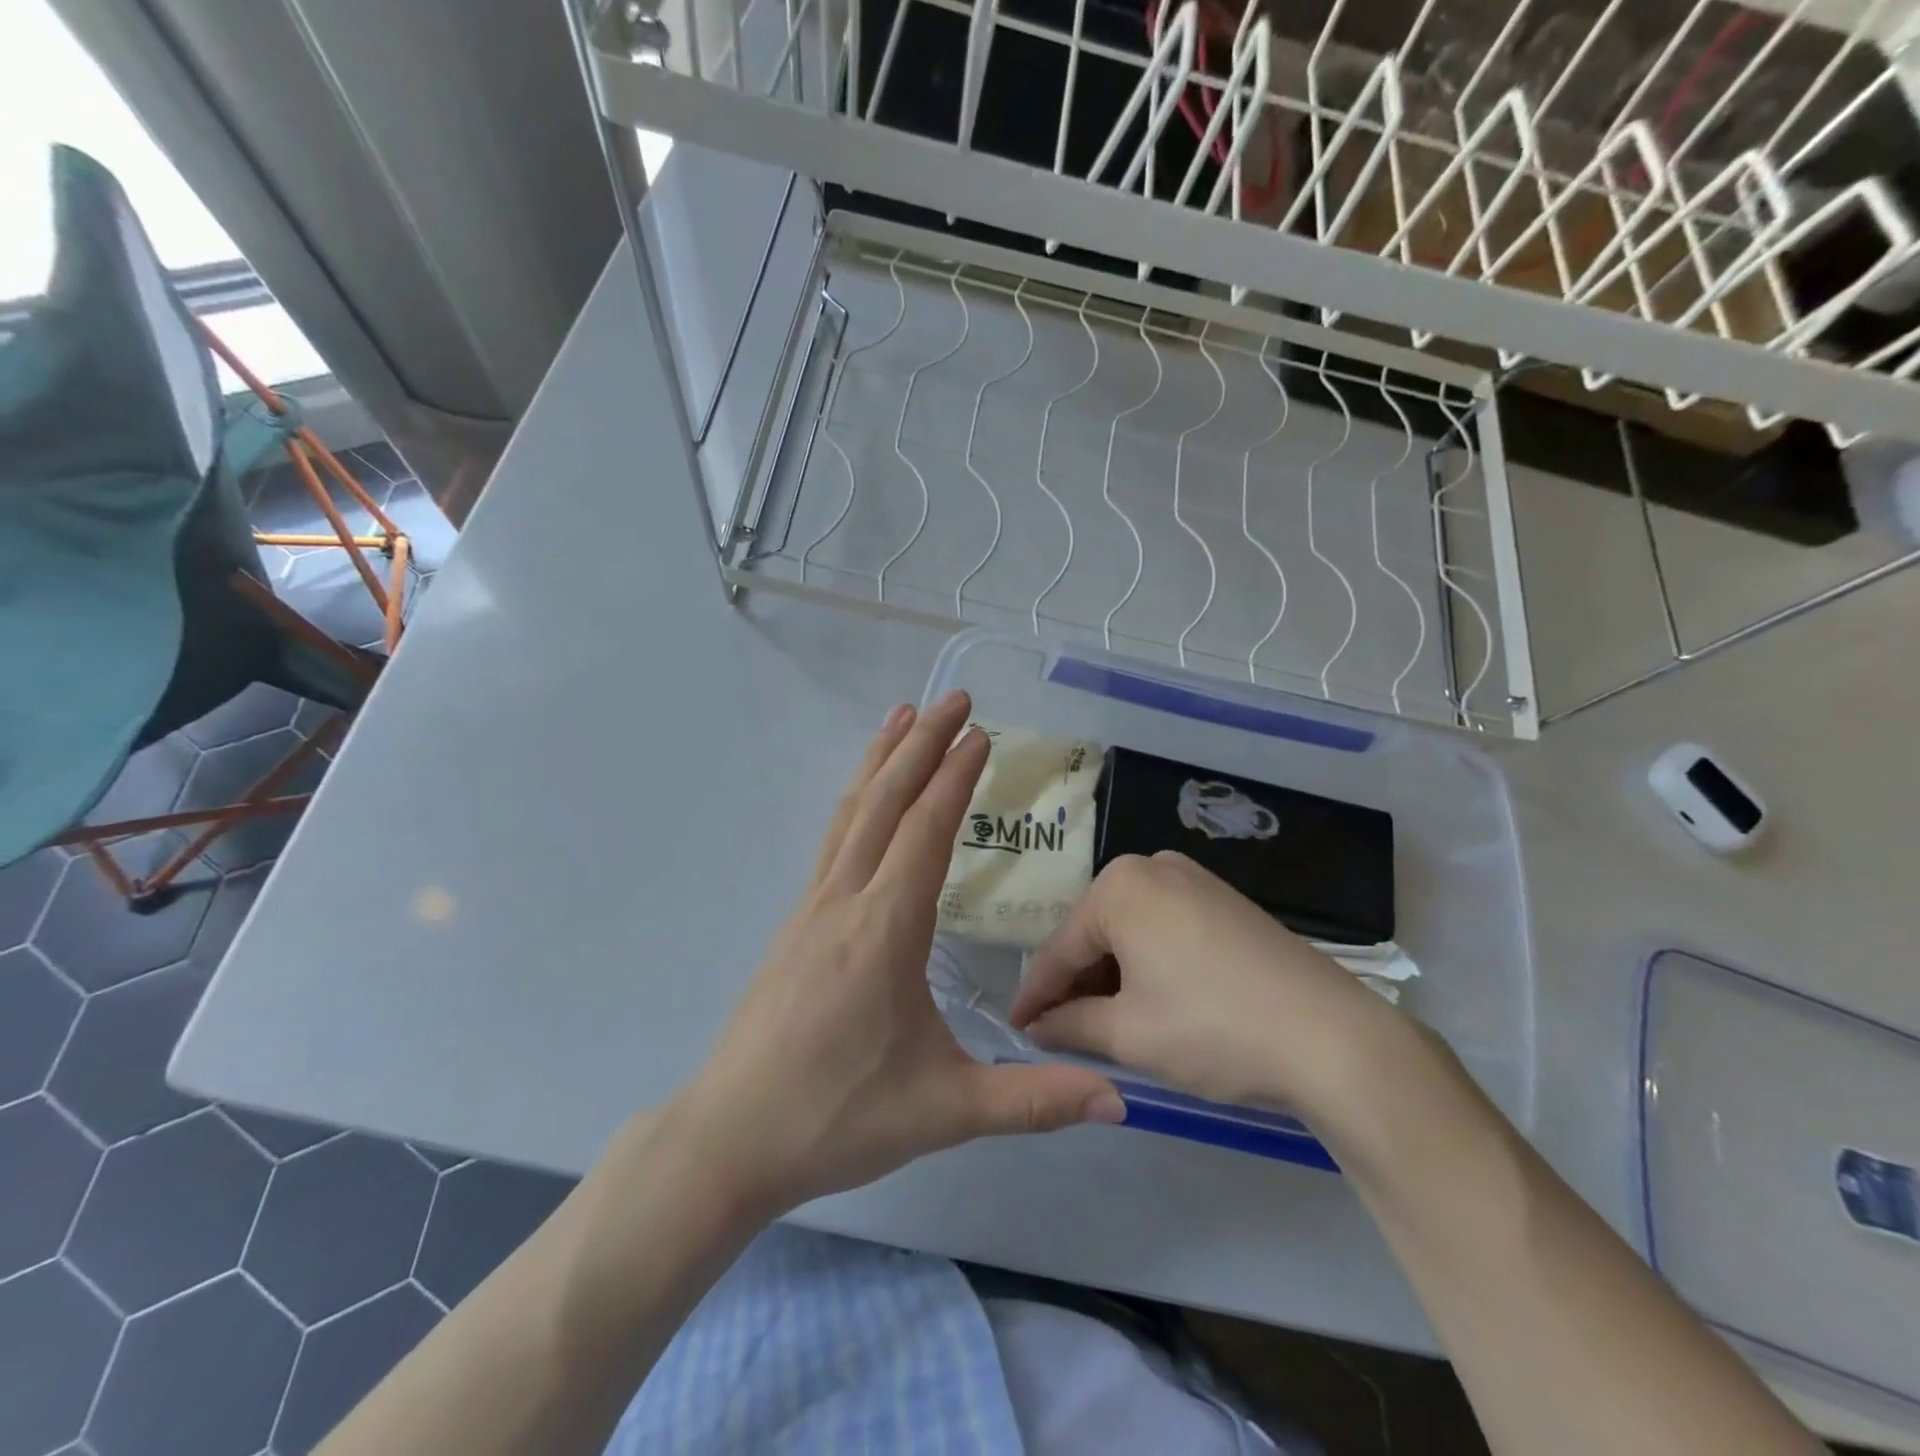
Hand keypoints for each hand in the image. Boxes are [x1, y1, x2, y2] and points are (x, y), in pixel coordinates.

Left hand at [669, 690, 1124, 1219]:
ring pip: (850, 812)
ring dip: (880, 759)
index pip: (927, 830)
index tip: (981, 733)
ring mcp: (812, 907)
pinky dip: (855, 799)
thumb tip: (1119, 1099)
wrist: (729, 1137)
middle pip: (886, 801)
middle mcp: (845, 899)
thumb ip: (1033, 1100)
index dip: (956, 776)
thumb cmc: (837, 1117)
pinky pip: (832, 839)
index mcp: (885, 928)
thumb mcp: (945, 1110)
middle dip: (922, 744)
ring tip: (902, 716)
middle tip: (954, 698)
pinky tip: (864, 798)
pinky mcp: (795, 923)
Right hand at [1010, 851, 1397, 1114]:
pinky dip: (1150, 965)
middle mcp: (1154, 868)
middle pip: (1096, 934)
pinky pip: (1167, 930)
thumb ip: (1069, 1026)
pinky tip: (1152, 1002)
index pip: (1060, 948)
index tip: (1015, 1029)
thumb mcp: (1128, 1034)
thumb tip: (1036, 1028)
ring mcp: (1196, 881)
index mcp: (1121, 886)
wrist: (1333, 1039)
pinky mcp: (1227, 903)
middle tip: (1061, 1032)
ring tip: (1105, 1025)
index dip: (1035, 996)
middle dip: (1077, 984)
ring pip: (1132, 932)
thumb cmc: (1212, 1028)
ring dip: (1114, 977)